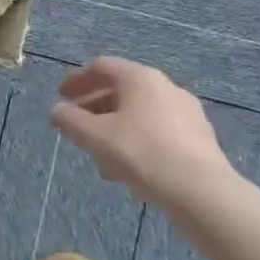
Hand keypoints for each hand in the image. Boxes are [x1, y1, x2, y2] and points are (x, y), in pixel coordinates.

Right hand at [51, 57, 237, 212]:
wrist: (202, 192)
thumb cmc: (142, 154)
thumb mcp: (95, 137)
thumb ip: (70, 120)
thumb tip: (57, 110)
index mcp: (139, 77)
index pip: (101, 67)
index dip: (77, 80)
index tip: (61, 97)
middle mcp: (165, 86)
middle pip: (122, 89)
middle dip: (95, 107)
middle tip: (77, 126)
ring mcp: (186, 111)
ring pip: (140, 113)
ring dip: (115, 127)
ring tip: (100, 154)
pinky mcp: (200, 138)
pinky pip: (159, 130)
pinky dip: (137, 139)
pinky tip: (129, 167)